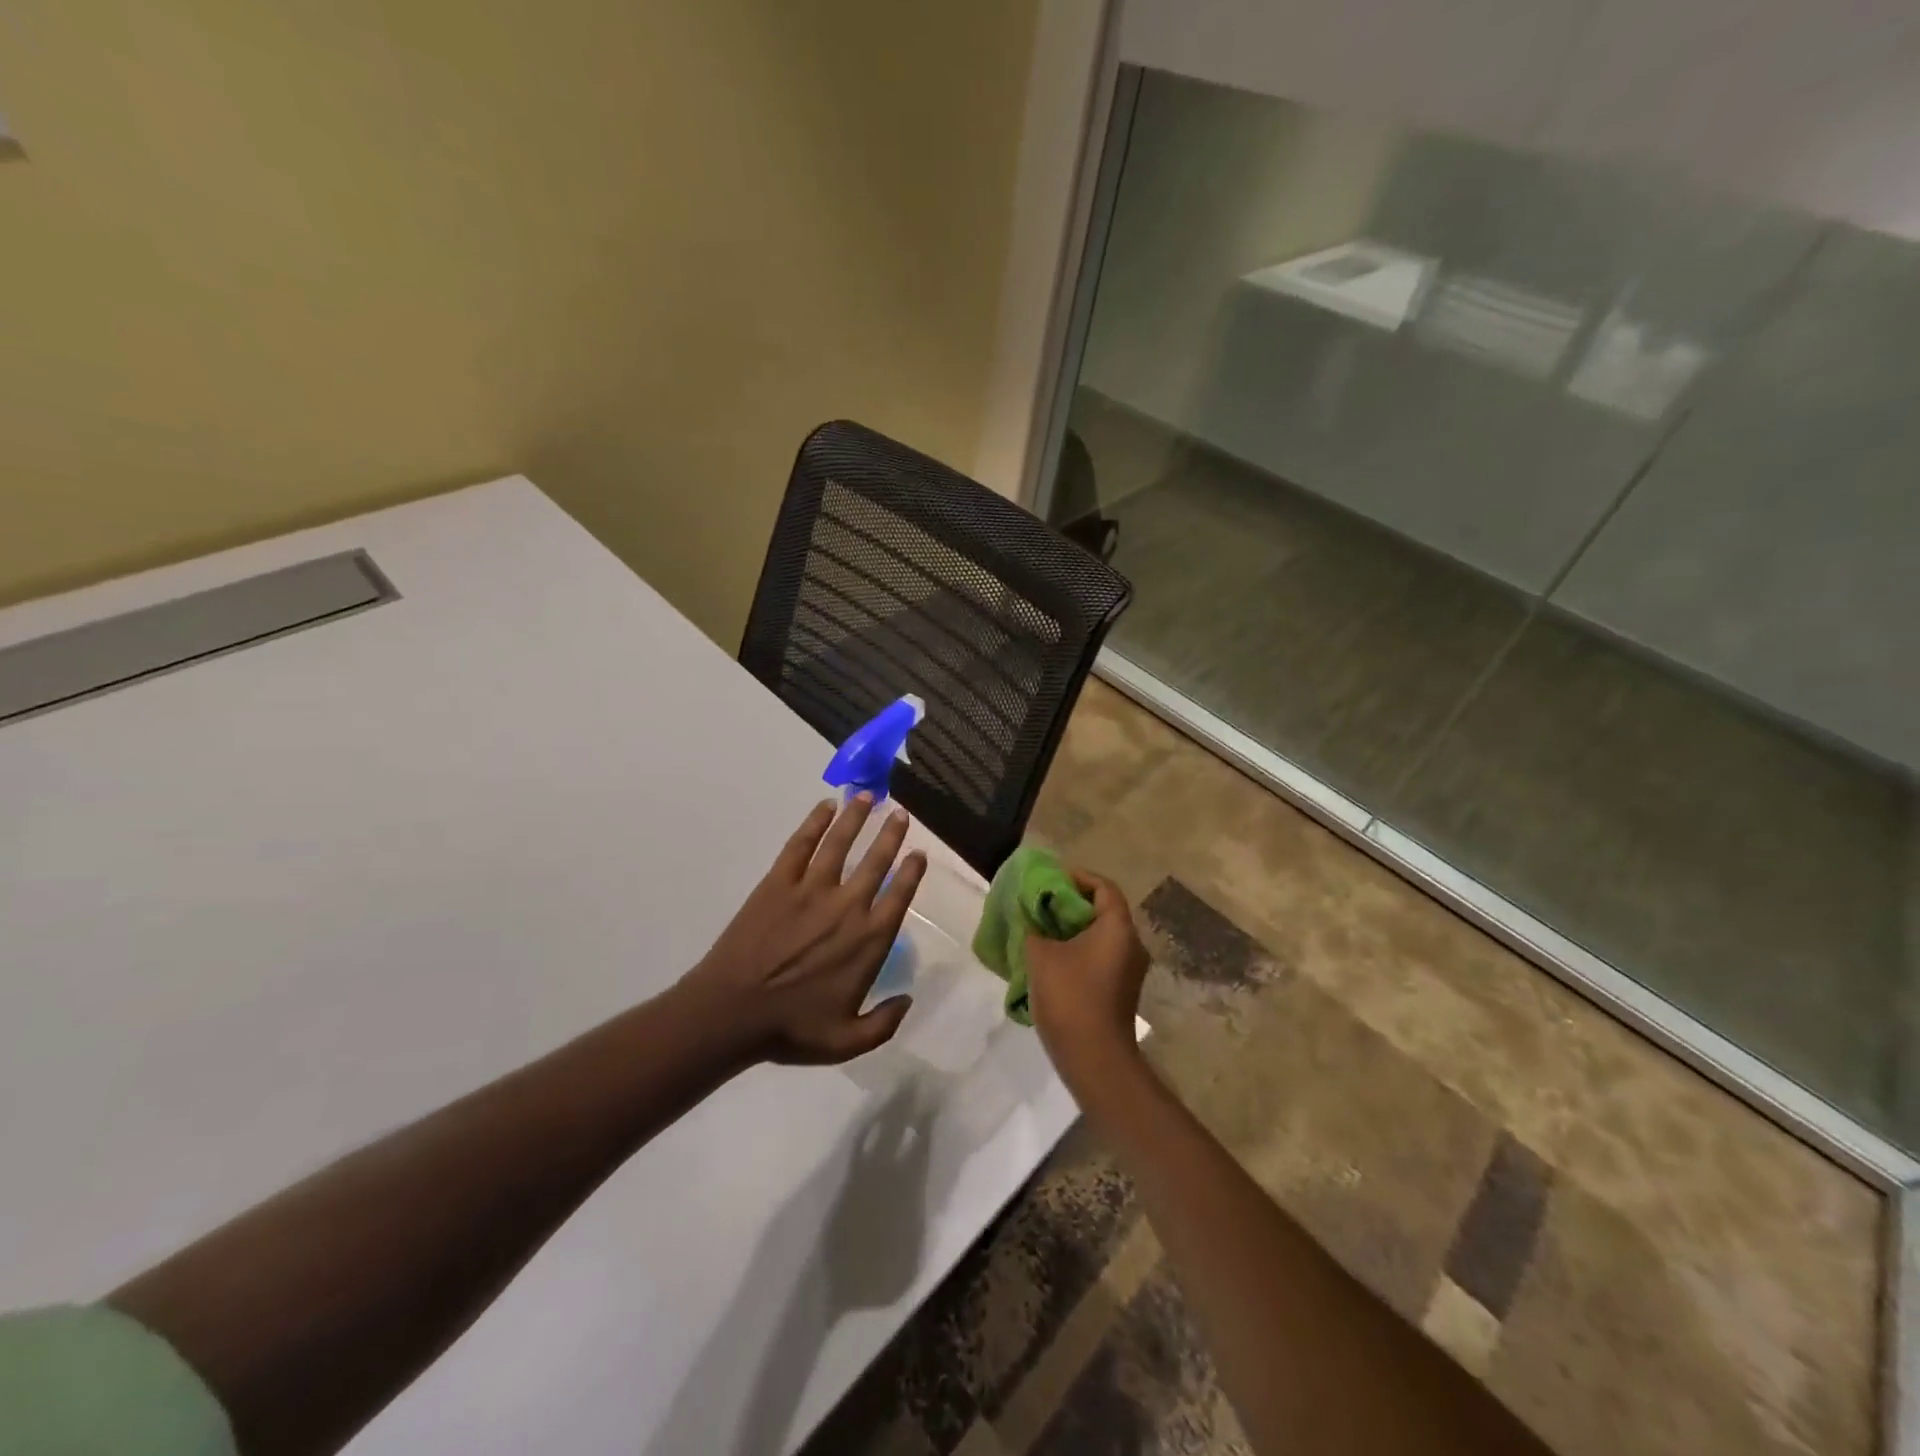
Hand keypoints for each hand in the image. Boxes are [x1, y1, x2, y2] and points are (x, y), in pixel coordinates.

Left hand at [680, 795, 926, 1065]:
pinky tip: (825, 807)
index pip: (899, 896)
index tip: (919, 854)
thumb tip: (907, 1001)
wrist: (730, 1013)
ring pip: (840, 843)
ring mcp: (811, 889)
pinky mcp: (778, 883)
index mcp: (868, 940)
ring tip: (866, 796)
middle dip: (891, 834)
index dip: (911, 872)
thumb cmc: (790, 1029)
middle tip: (900, 814)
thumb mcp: (847, 1041)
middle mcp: (847, 906)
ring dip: (856, 817)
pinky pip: (801, 845)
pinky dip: (814, 823)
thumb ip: (884, 1024)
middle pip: (876, 861)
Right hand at [1026, 871, 1148, 1094]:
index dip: (1078, 877)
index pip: (1103, 887)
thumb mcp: (1041, 955)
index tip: (1050, 880)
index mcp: (1118, 928)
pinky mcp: (1121, 991)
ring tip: (1041, 931)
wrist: (1094, 1058)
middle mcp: (1131, 944)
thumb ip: (1033, 928)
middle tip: (1040, 904)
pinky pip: (1100, 958)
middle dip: (1071, 905)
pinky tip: (1051, 960)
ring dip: (1072, 930)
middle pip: (1103, 910)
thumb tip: (1030, 918)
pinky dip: (1078, 951)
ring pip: (1101, 936)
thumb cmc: (1070, 996)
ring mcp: (1129, 970)